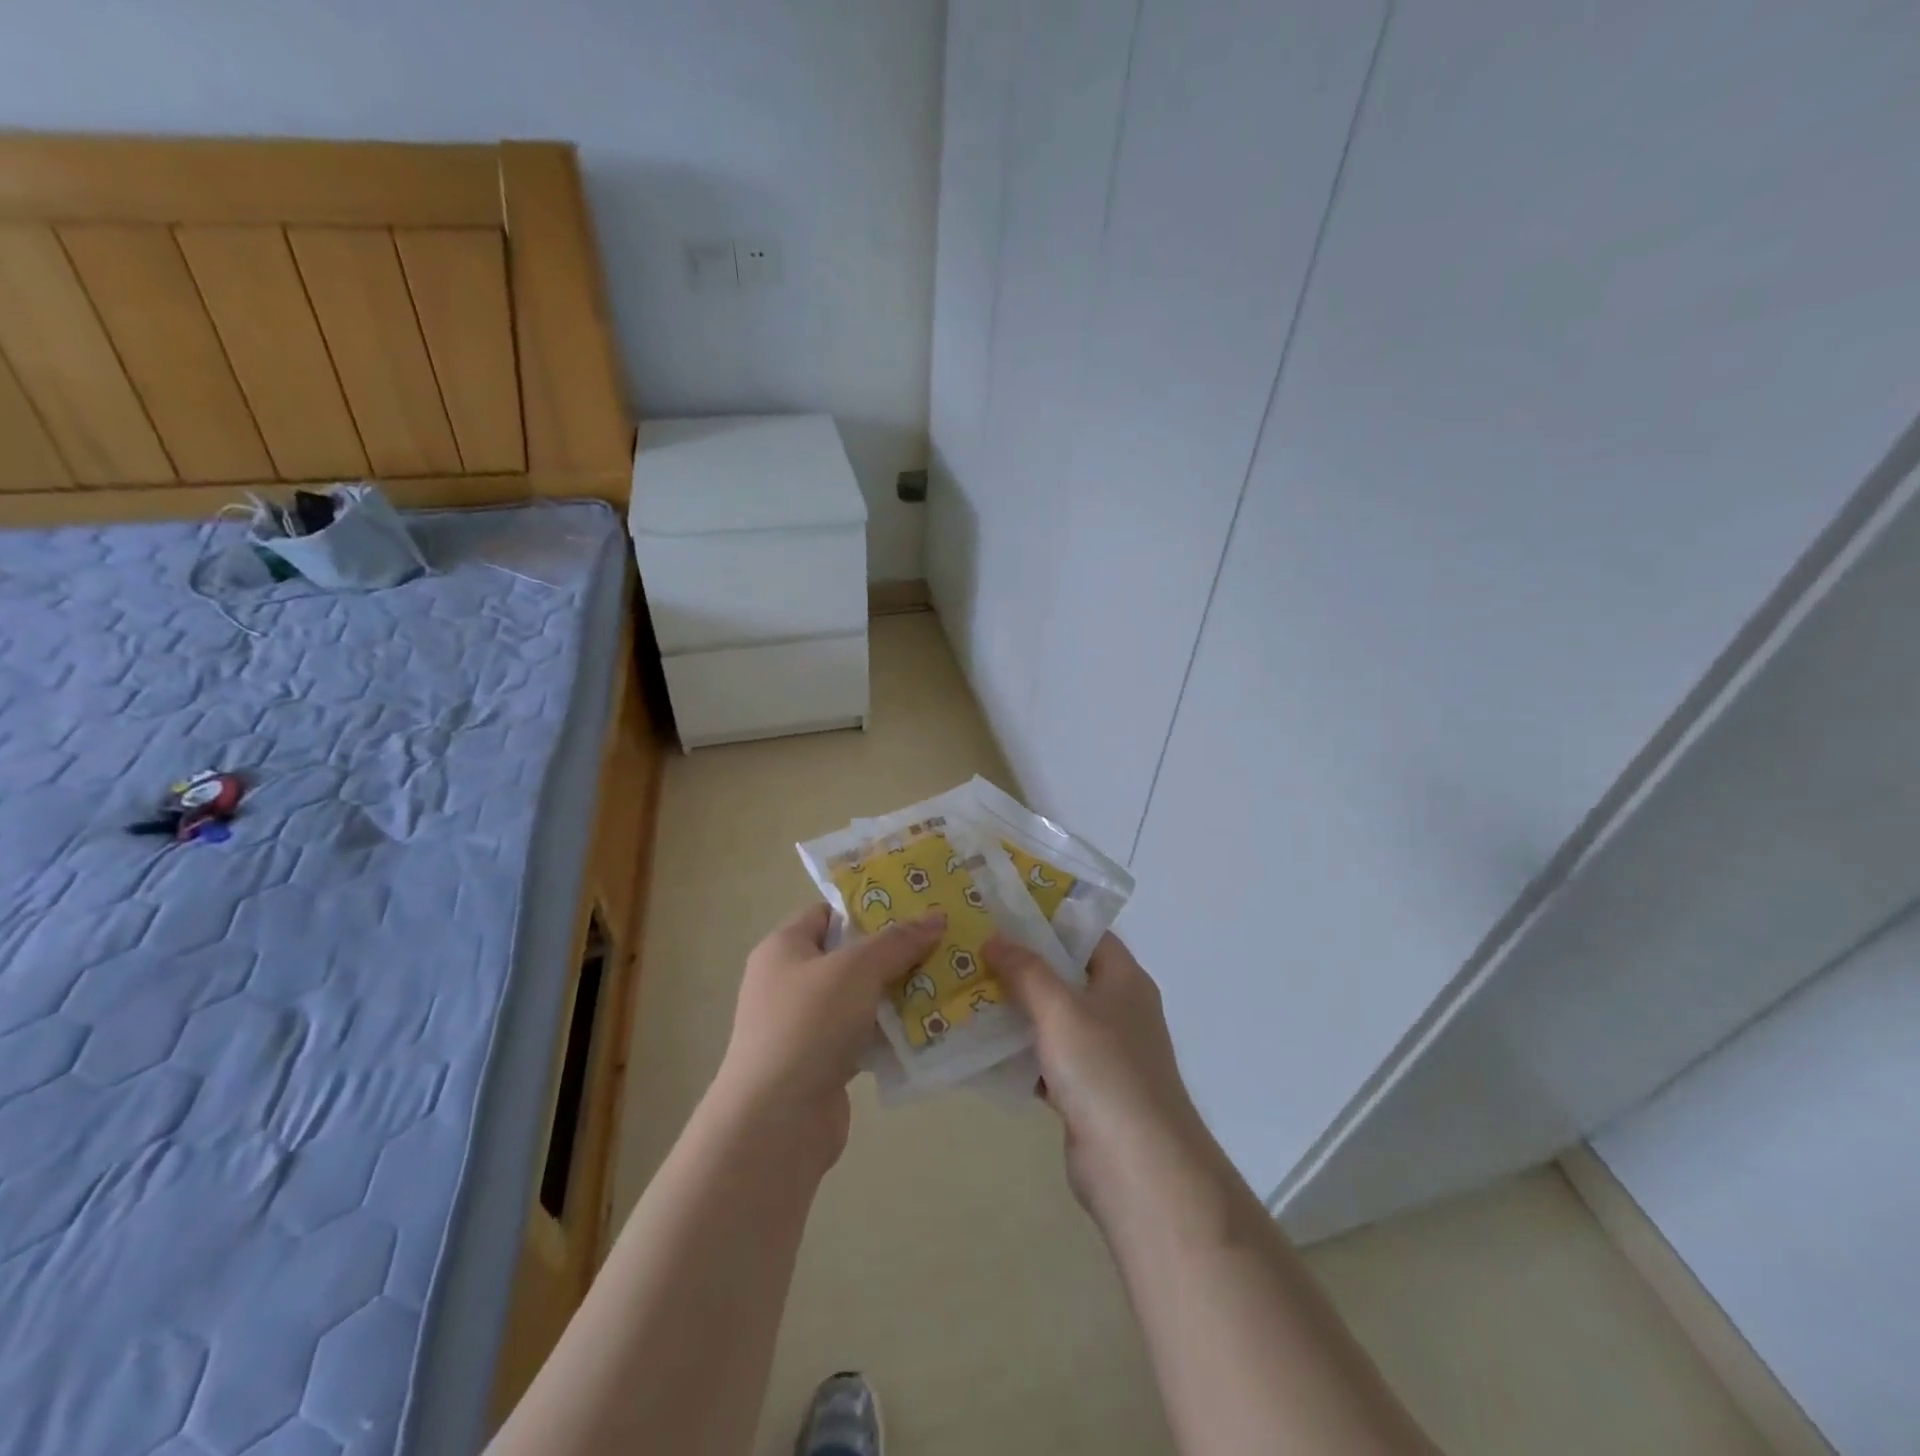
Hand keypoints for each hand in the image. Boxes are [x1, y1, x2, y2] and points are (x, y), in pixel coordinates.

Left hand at [712, 903, 945, 1161]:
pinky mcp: (822, 1063)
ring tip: (946, 979)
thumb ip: (898, 941)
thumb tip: (936, 916)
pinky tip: (929, 1026)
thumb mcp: (857, 969)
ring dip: (897, 993)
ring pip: (860, 997)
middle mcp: (789, 982)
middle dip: (893, 951)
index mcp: (784, 948)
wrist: (776, 1122)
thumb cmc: (808, 1024)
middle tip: (941, 942)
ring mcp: (805, 1025)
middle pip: (848, 955)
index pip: (828, 913)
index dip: (868, 907)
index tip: (914, 906)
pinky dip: (891, 1032)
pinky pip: (863, 1036)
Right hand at [985, 931, 1207, 1214]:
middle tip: (974, 951)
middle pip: (1066, 975)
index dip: (1048, 920)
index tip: (1002, 913)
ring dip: (1015, 1009)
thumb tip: (996, 937)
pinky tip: (979, 1047)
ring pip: (1053, 1019)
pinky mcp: (1086, 1092)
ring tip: (967, 991)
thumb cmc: (1104, 1072)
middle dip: (1022, 965)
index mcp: (1124, 980)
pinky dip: (1018, 1053)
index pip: (1086, 934)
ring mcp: (1103, 1054)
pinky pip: (1046, 1059)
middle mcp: (1117, 1010)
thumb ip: (1027, 971)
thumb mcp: (1061, 1010)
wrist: (1138, 1168)